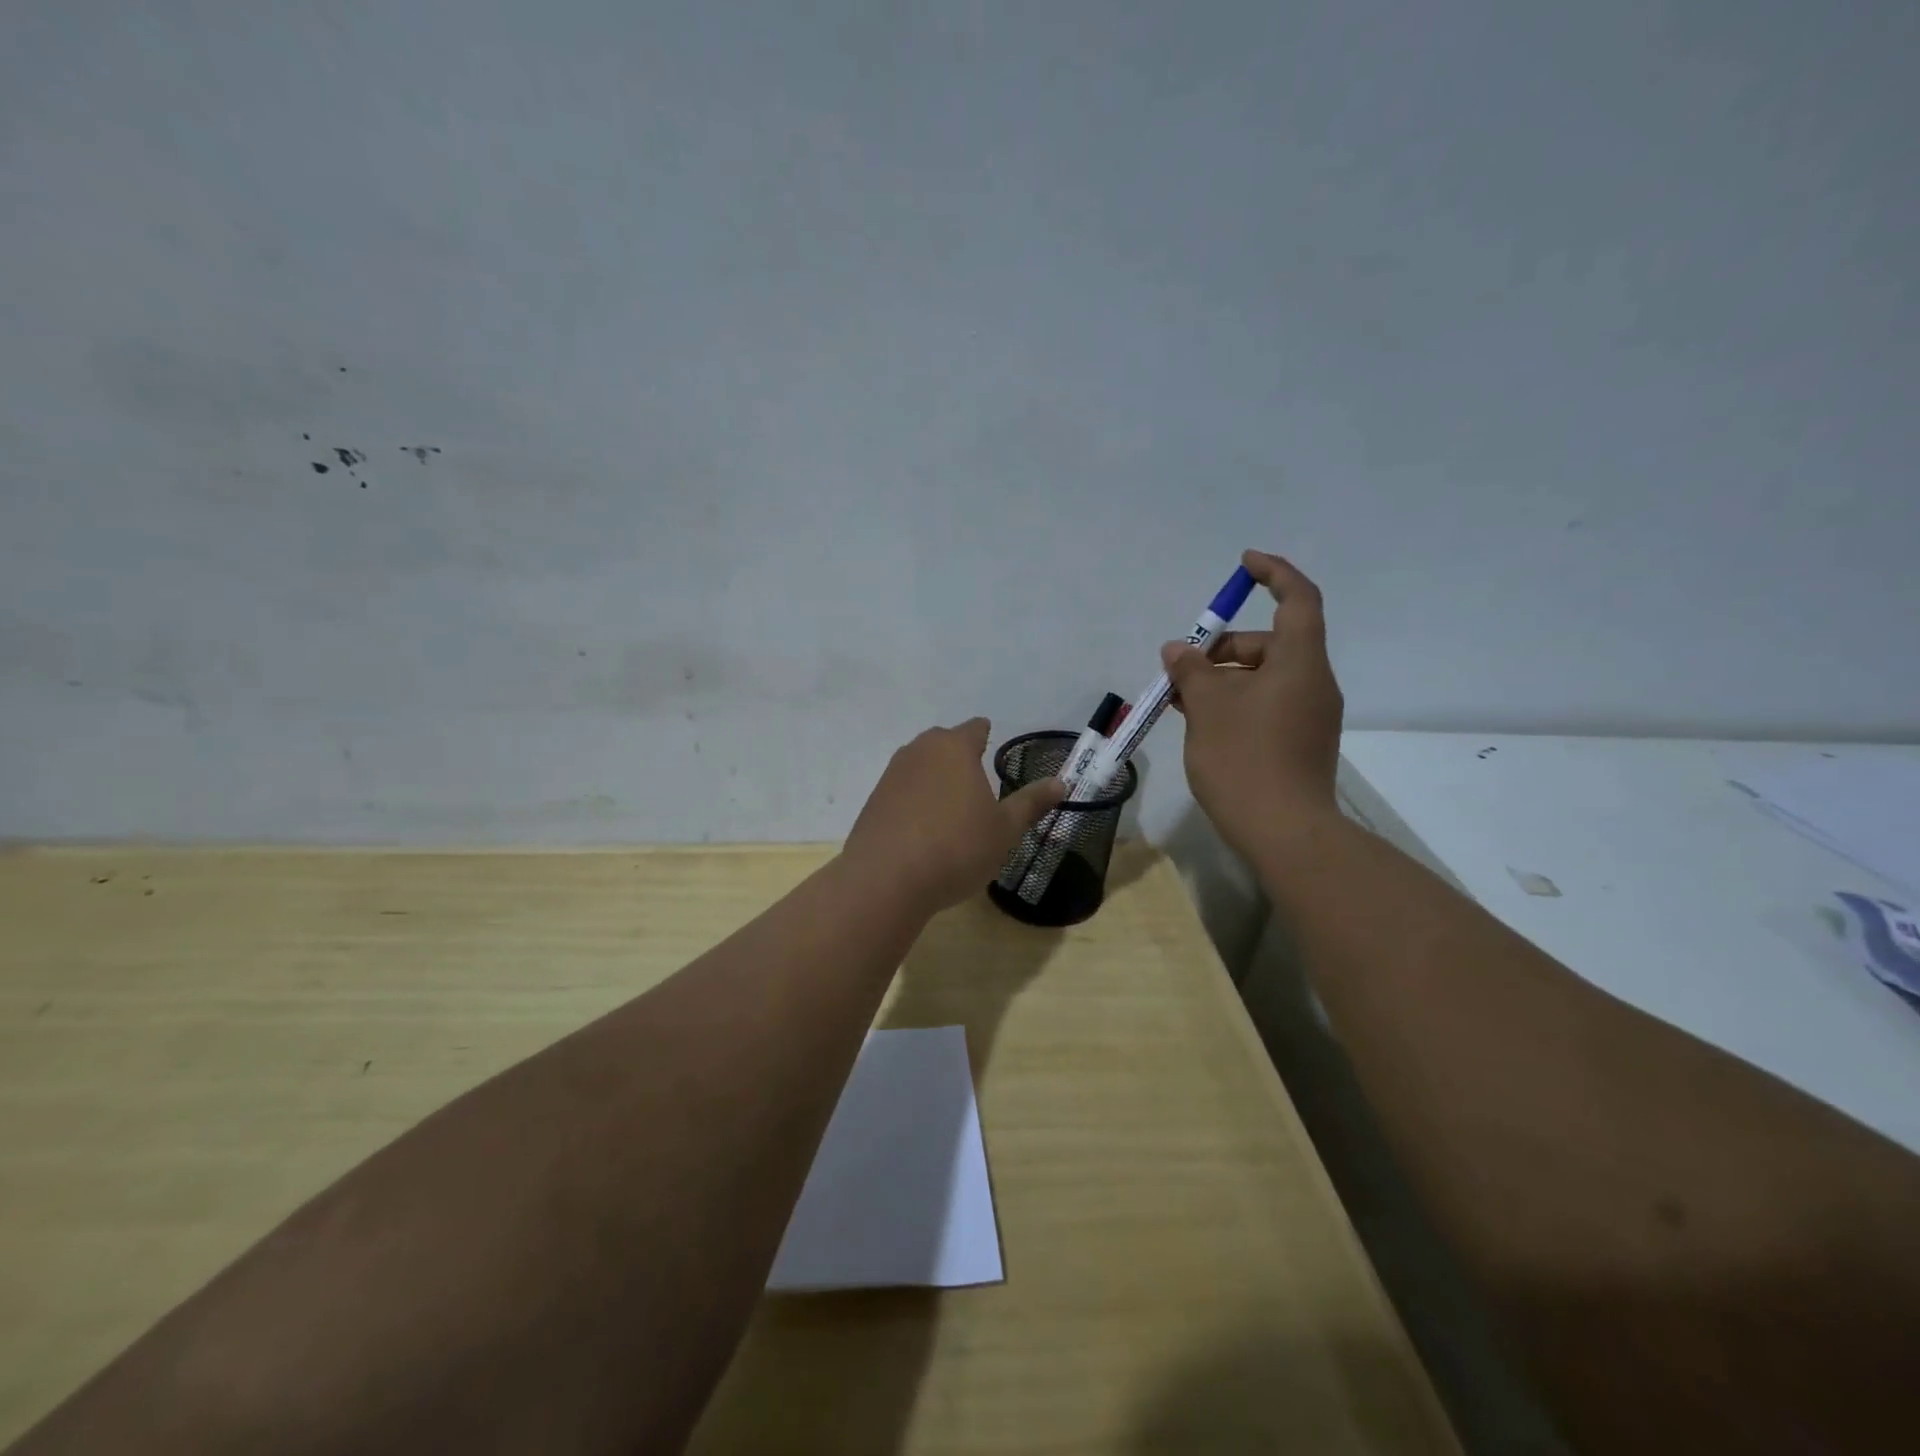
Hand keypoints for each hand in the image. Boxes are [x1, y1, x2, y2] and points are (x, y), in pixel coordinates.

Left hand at [844, 718, 1065, 912]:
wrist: (886, 879)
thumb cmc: (957, 847)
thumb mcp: (1004, 830)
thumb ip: (1031, 803)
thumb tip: (1061, 782)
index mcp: (955, 748)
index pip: (975, 728)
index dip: (987, 737)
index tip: (993, 751)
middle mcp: (920, 751)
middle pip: (944, 743)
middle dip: (960, 757)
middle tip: (977, 783)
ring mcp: (892, 774)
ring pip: (920, 766)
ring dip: (935, 779)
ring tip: (951, 807)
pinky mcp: (873, 800)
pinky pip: (902, 791)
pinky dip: (914, 801)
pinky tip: (923, 829)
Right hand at [1163, 550, 1344, 855]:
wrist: (1284, 832)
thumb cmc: (1245, 758)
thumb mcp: (1208, 707)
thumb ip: (1192, 669)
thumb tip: (1178, 649)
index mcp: (1300, 663)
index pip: (1297, 599)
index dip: (1273, 574)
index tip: (1243, 564)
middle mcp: (1313, 683)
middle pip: (1271, 643)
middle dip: (1224, 646)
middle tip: (1182, 666)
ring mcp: (1309, 716)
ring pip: (1264, 678)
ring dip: (1224, 678)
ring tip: (1181, 698)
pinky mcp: (1300, 743)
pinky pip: (1267, 705)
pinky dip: (1236, 702)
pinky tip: (1201, 722)